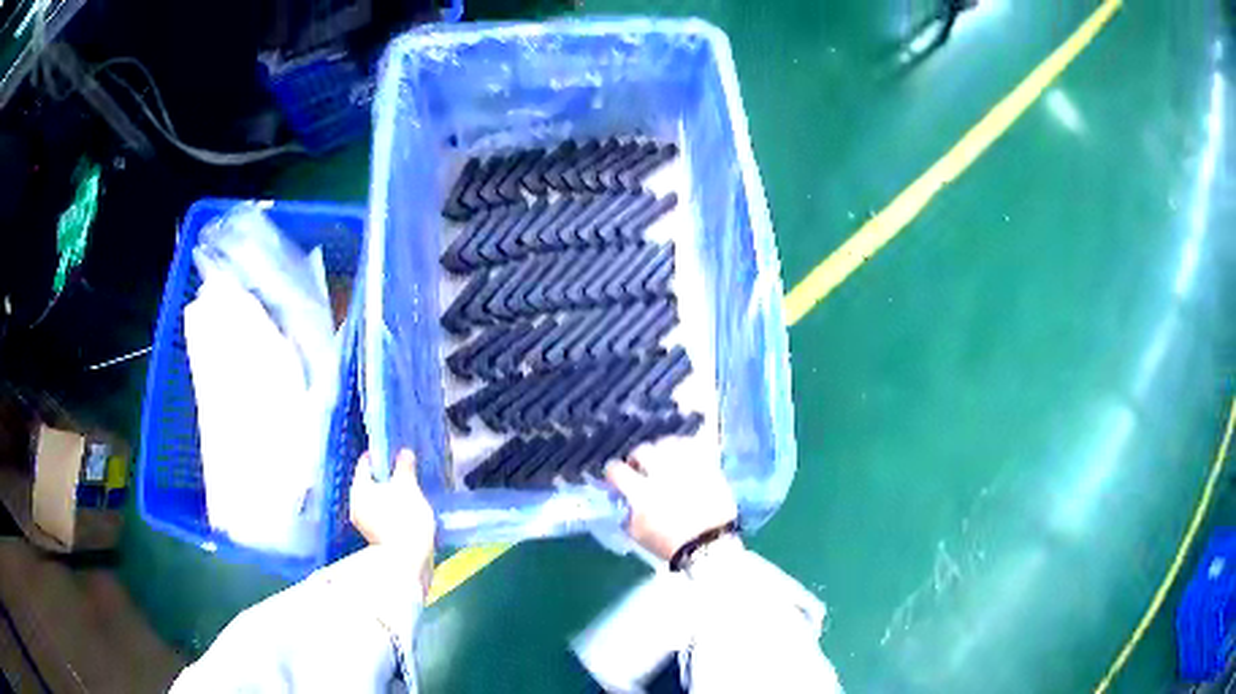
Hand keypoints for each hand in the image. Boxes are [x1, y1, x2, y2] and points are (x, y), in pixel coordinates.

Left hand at [350, 450, 435, 590]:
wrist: (405, 561)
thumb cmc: (404, 518)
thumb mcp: (408, 488)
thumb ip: (404, 468)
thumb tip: (404, 452)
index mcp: (360, 487)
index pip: (366, 463)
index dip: (380, 456)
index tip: (394, 454)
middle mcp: (355, 503)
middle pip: (369, 483)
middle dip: (385, 478)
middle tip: (404, 475)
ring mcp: (362, 523)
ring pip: (374, 500)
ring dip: (388, 496)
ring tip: (408, 495)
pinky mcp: (373, 537)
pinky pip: (380, 515)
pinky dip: (389, 511)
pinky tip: (404, 514)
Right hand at [605, 436, 738, 561]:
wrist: (708, 544)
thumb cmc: (670, 543)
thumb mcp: (638, 533)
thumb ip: (627, 512)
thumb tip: (622, 498)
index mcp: (642, 492)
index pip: (616, 470)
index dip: (612, 472)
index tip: (616, 476)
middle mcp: (662, 474)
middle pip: (642, 450)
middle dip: (637, 458)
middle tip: (641, 468)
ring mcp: (687, 467)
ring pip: (667, 442)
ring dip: (661, 449)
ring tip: (663, 459)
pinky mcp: (707, 465)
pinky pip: (693, 443)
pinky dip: (685, 445)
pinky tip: (683, 455)